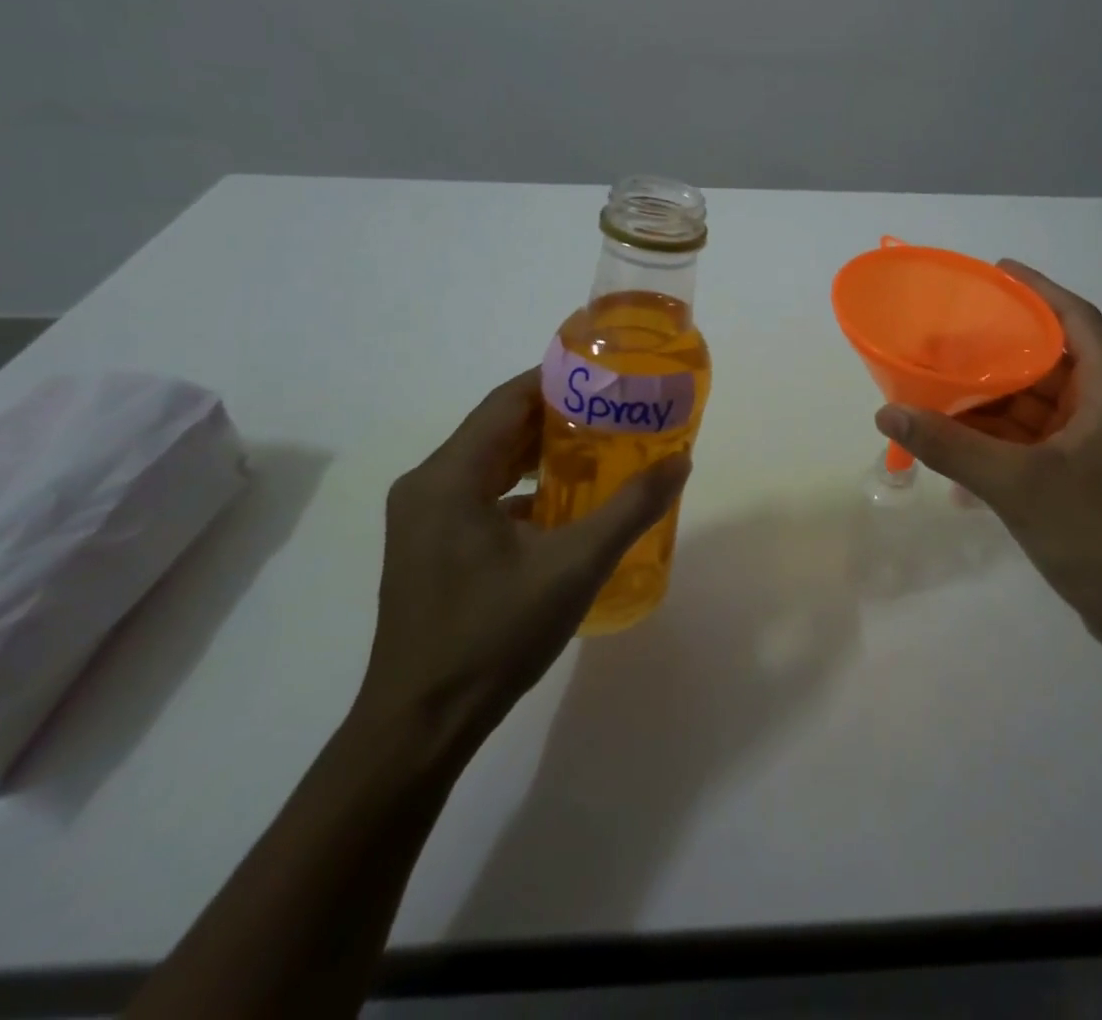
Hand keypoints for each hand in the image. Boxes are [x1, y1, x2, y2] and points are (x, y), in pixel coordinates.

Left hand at [355, 368, 689, 758]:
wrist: (420, 725)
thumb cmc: (494, 635)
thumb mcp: (575, 566)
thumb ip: (631, 509)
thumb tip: (680, 462)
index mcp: (449, 476)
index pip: (508, 400)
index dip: (559, 379)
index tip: (609, 376)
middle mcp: (428, 485)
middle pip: (500, 428)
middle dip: (559, 416)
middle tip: (617, 411)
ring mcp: (424, 519)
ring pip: (491, 463)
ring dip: (542, 454)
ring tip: (602, 449)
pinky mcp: (430, 547)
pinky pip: (482, 495)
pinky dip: (524, 489)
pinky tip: (567, 505)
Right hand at [874, 262, 1101, 656]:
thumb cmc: (1100, 534)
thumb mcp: (1018, 484)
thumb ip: (951, 447)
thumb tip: (888, 415)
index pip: (1076, 318)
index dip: (1038, 289)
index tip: (996, 271)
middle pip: (1051, 361)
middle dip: (1001, 349)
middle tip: (948, 337)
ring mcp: (1098, 446)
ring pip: (1040, 404)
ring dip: (995, 398)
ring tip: (941, 386)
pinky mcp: (1086, 477)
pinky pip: (1037, 440)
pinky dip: (1002, 438)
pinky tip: (959, 444)